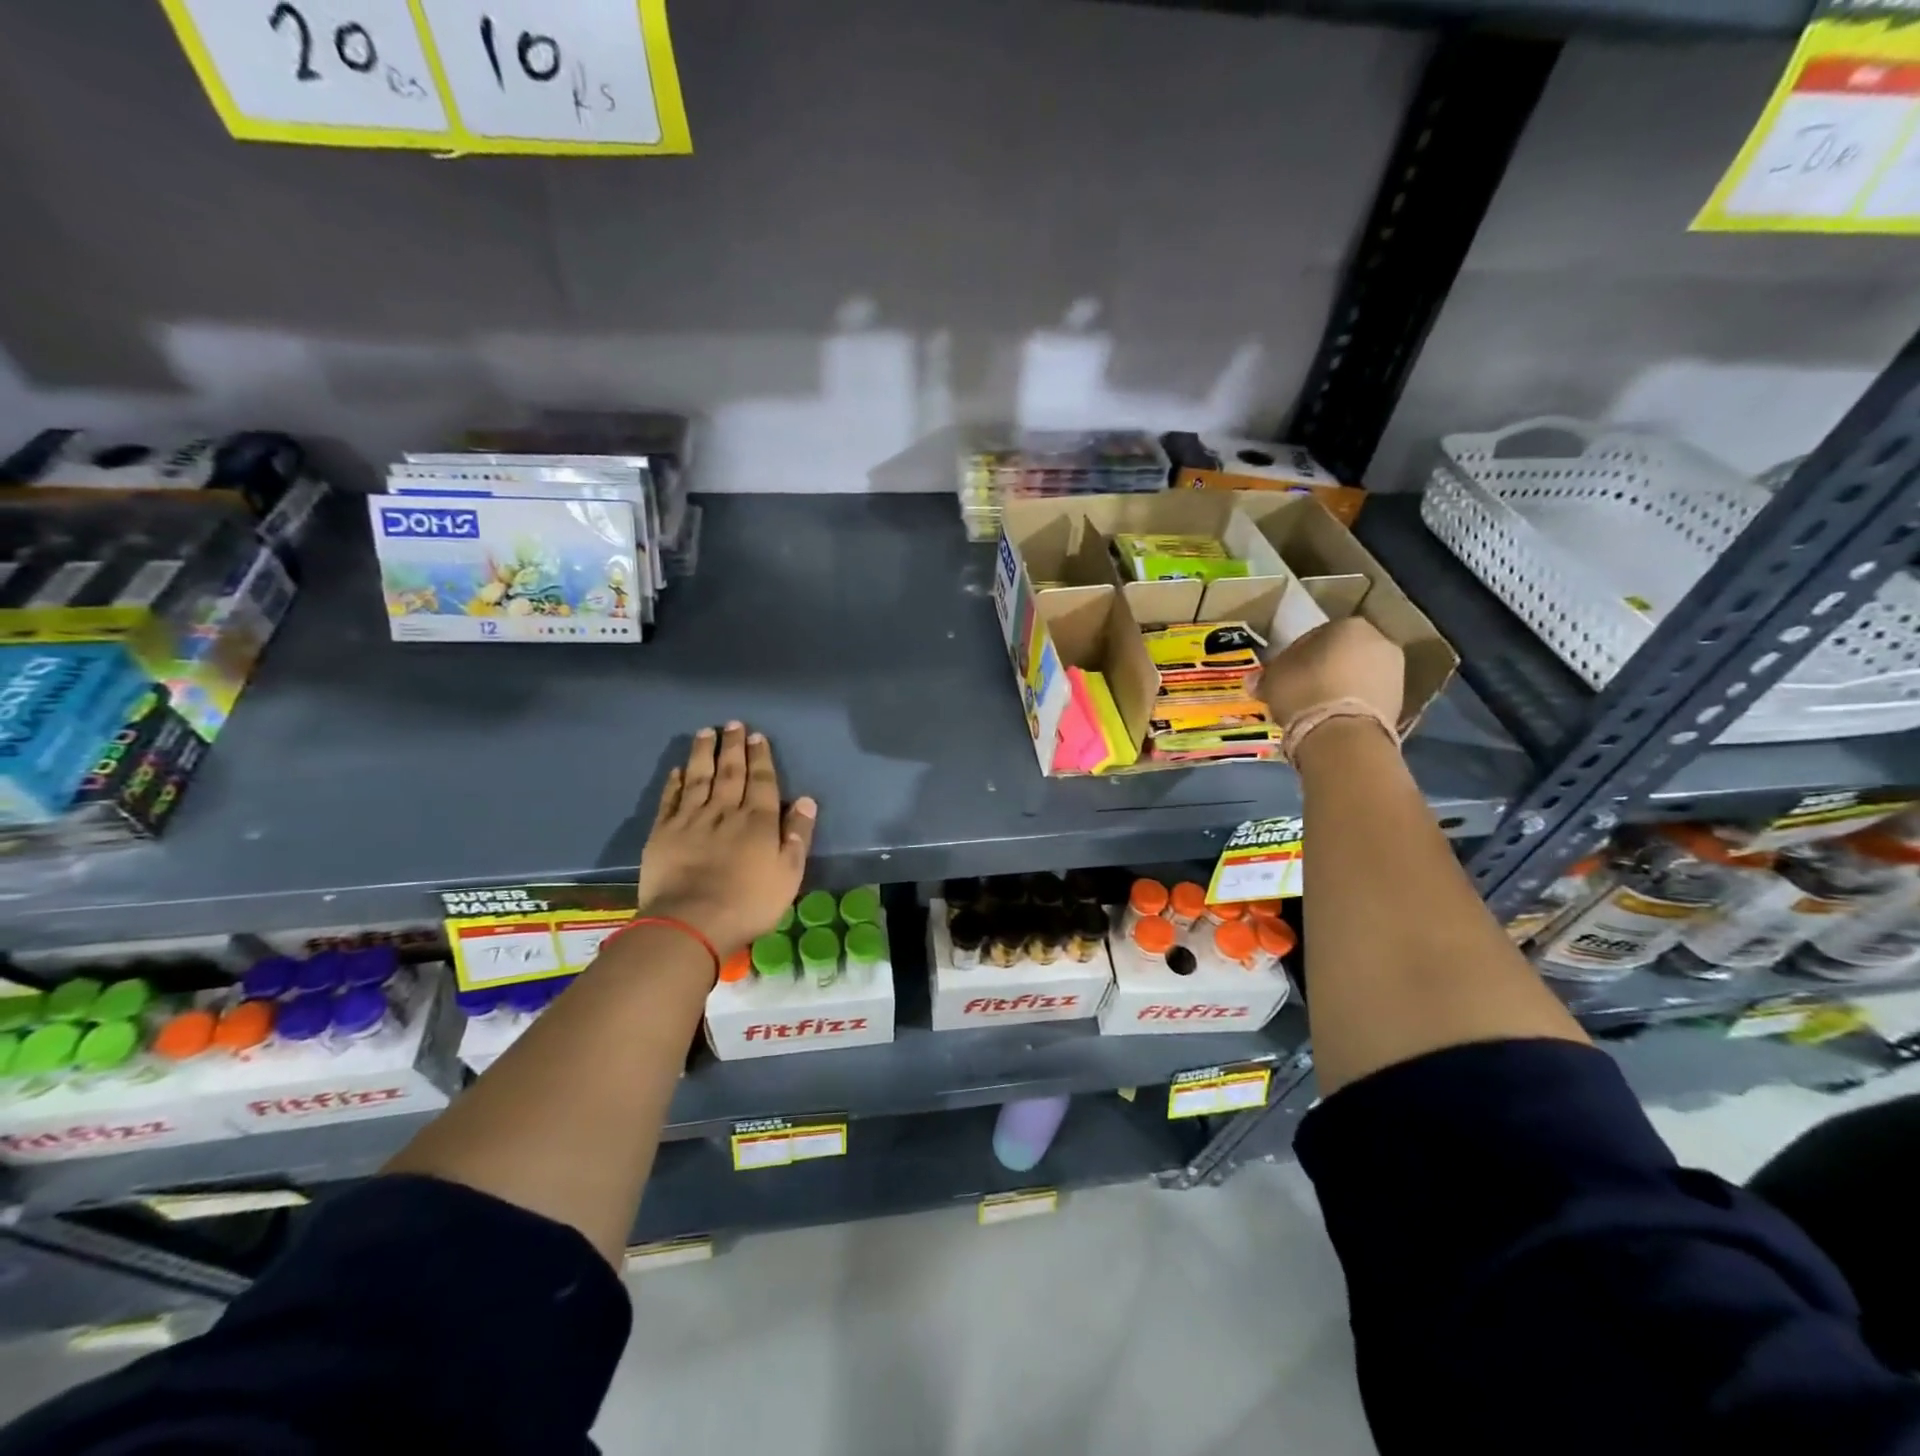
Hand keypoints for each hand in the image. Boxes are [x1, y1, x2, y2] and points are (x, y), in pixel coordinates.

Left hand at [636, 723, 816, 957]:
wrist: (691, 922)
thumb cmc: (749, 902)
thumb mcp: (789, 874)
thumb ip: (798, 836)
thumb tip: (805, 800)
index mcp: (759, 821)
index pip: (762, 781)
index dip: (760, 757)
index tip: (756, 736)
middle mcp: (725, 811)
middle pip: (731, 772)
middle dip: (733, 747)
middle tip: (733, 724)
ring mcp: (691, 819)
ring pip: (699, 777)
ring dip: (703, 753)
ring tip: (705, 732)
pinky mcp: (663, 833)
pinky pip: (671, 800)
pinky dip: (675, 782)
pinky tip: (678, 770)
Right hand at [1261, 617, 1404, 727]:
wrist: (1343, 735)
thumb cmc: (1304, 692)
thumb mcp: (1273, 679)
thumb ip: (1266, 675)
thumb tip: (1254, 680)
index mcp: (1348, 625)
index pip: (1314, 636)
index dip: (1295, 655)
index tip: (1282, 674)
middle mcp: (1379, 640)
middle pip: (1341, 654)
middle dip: (1322, 669)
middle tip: (1300, 690)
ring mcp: (1395, 671)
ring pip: (1356, 675)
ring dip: (1339, 686)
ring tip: (1316, 708)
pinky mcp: (1401, 701)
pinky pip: (1367, 697)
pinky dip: (1352, 704)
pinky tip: (1332, 719)